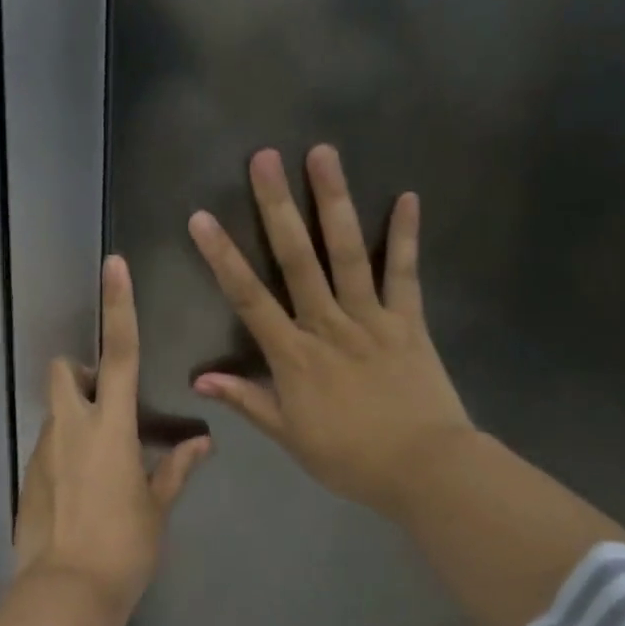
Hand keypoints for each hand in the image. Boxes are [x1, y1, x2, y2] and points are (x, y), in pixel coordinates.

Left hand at [13, 256, 210, 617]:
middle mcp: (70, 429)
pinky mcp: (28, 478)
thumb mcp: (157, 507)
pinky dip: (65, 453)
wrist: (66, 593)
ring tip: (102, 463)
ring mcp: (43, 452)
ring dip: (76, 418)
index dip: (119, 307)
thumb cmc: (124, 547)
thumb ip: (176, 468)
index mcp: (111, 428)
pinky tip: (83, 493)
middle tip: (106, 401)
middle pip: (64, 372)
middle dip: (80, 371)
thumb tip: (200, 443)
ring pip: (56, 413)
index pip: (120, 353)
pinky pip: (48, 448)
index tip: (113, 266)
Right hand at [188, 145, 472, 521]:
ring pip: (349, 253)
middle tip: (265, 158)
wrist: (424, 470)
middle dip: (278, 207)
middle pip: (298, 259)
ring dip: (334, 202)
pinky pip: (406, 274)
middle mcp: (328, 325)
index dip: (223, 257)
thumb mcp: (289, 436)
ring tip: (324, 155)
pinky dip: (407, 236)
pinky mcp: (409, 322)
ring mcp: (372, 319)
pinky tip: (407, 196)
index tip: (202, 218)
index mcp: (294, 356)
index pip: (249, 298)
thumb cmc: (349, 458)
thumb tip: (200, 379)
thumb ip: (248, 401)